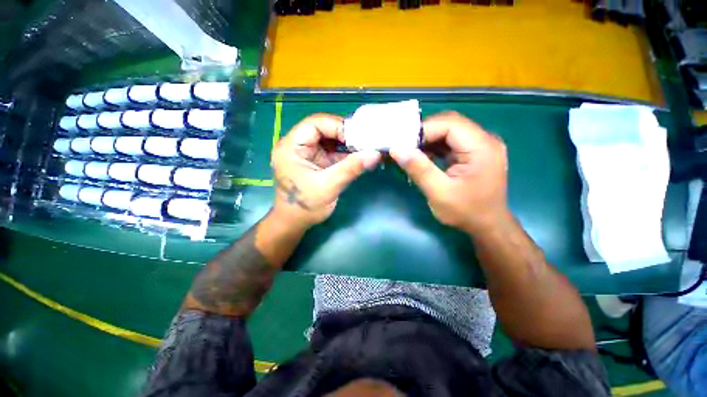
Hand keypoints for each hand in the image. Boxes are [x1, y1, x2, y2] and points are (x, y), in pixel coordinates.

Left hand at [271, 114, 380, 228]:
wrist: (295, 223)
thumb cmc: (305, 207)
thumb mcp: (328, 187)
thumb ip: (351, 168)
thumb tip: (376, 154)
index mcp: (291, 147)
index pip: (315, 124)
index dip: (337, 126)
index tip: (358, 137)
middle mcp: (297, 146)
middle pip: (323, 129)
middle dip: (345, 135)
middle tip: (365, 142)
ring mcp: (307, 154)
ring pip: (330, 141)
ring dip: (347, 145)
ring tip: (365, 148)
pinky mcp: (316, 162)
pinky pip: (332, 152)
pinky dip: (346, 155)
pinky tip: (359, 157)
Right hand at [390, 112, 508, 233]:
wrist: (487, 226)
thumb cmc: (466, 212)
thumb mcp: (439, 193)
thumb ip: (419, 169)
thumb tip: (397, 149)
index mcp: (481, 147)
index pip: (450, 124)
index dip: (424, 130)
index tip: (403, 143)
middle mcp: (484, 140)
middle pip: (450, 124)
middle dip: (424, 133)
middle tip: (404, 147)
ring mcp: (479, 146)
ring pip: (449, 132)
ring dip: (428, 140)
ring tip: (410, 152)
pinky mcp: (473, 153)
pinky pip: (450, 143)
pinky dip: (434, 147)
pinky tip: (423, 157)